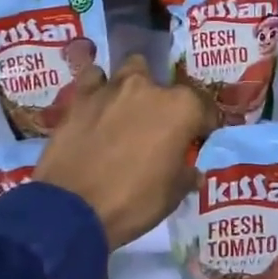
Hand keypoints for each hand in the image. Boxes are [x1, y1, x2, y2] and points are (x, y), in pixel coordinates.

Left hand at [36, 55, 217, 249]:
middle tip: (158, 130)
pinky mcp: (81, 96)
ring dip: (133, 87)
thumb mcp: (172, 195)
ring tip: (127, 110)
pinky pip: (94, 79)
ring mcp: (112, 87)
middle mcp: (149, 87)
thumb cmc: (133, 201)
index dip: (203, 126)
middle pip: (167, 87)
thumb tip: (192, 171)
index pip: (204, 108)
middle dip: (166, 105)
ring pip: (131, 70)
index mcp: (181, 108)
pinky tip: (97, 105)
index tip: (198, 139)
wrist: (73, 207)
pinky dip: (98, 87)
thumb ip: (186, 174)